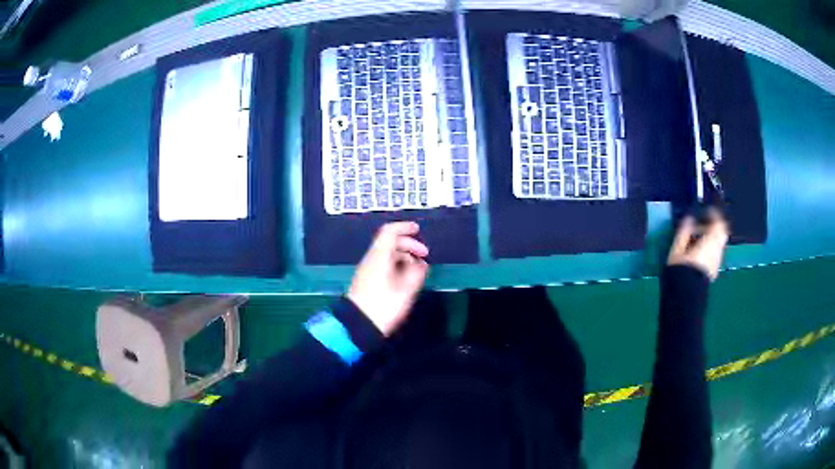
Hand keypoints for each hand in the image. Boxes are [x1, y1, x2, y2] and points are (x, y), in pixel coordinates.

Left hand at [347, 222, 429, 335]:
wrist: (357, 325)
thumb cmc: (383, 306)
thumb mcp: (405, 290)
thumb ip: (416, 273)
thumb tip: (421, 264)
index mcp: (379, 256)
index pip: (389, 232)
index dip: (404, 228)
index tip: (418, 230)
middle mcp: (371, 259)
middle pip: (389, 243)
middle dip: (409, 244)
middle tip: (424, 255)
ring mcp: (367, 270)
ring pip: (387, 255)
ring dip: (404, 257)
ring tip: (419, 269)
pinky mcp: (367, 281)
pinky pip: (383, 265)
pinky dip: (397, 266)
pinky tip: (406, 279)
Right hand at [667, 207, 729, 280]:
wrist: (685, 296)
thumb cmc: (682, 269)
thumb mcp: (678, 248)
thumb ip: (685, 231)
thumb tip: (689, 218)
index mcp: (711, 241)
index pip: (718, 222)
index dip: (714, 214)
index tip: (707, 210)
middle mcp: (717, 250)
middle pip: (721, 233)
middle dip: (714, 227)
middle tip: (704, 224)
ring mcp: (717, 261)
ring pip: (719, 244)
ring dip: (711, 238)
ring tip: (698, 240)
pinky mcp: (714, 271)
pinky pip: (715, 253)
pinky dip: (710, 248)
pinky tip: (699, 253)